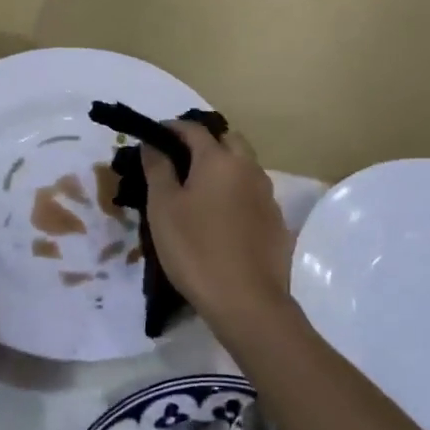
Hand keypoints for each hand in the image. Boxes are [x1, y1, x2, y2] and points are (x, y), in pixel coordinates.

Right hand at [141, 122, 293, 330]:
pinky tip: (220, 217)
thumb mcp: (163, 208)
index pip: (194, 129)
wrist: (247, 301)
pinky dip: (235, 192)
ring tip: (198, 190)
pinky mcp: (276, 221)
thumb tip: (153, 144)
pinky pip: (252, 193)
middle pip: (228, 140)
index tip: (154, 138)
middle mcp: (249, 168)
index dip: (172, 128)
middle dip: (204, 142)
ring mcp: (267, 195)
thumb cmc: (195, 249)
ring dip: (222, 167)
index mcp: (219, 160)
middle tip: (179, 161)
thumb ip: (157, 169)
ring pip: (244, 166)